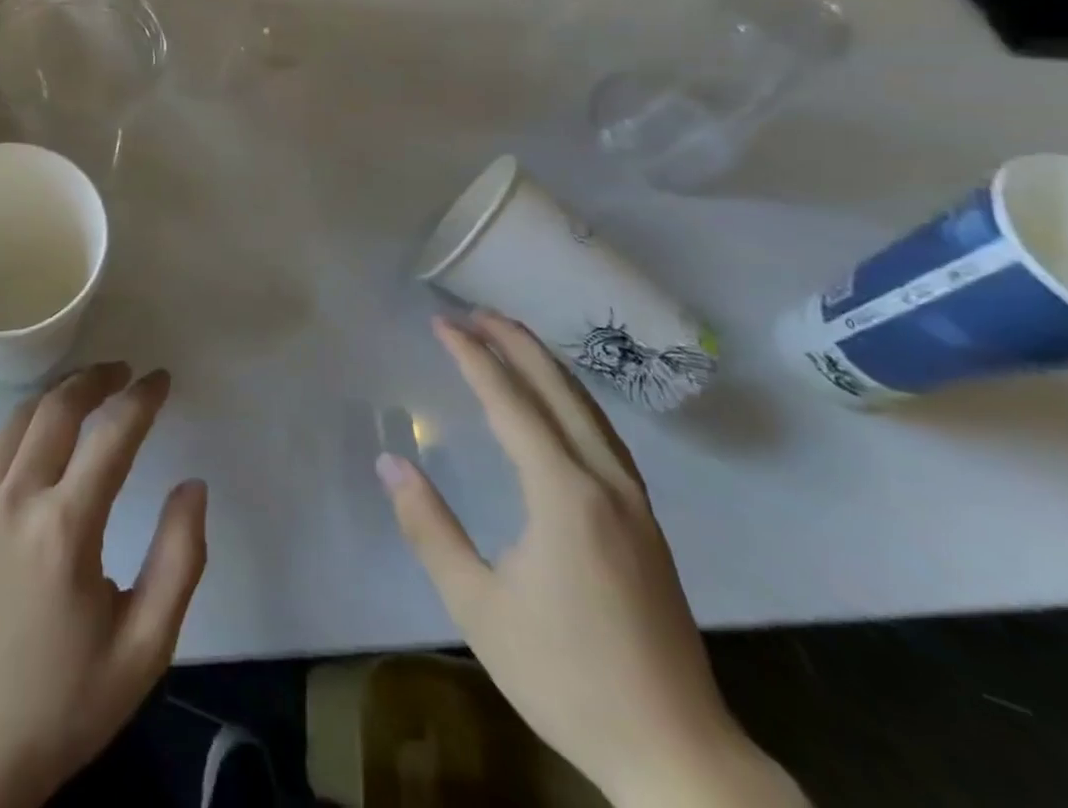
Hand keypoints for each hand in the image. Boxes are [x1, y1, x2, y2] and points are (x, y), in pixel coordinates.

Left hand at [0, 364, 206, 807]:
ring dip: (55, 395)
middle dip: (94, 378)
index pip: (112, 434)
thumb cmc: (64, 702)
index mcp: (66, 528)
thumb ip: (180, 561)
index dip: (142, 398)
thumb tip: (192, 486)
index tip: (162, 379)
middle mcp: (16, 501)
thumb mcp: (144, 648)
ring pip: (17, 420)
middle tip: (122, 371)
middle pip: (57, 408)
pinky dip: (17, 427)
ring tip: (85, 391)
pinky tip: (34, 436)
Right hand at [377, 312, 804, 807]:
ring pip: (590, 411)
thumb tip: (390, 462)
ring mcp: (635, 504)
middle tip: (477, 312)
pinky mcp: (647, 525)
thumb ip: (429, 527)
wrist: (677, 756)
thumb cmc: (566, 677)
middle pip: (560, 392)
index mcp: (564, 495)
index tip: (442, 323)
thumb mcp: (478, 606)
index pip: (511, 403)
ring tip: (513, 338)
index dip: (474, 357)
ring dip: (549, 367)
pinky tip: (560, 405)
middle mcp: (605, 484)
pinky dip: (574, 400)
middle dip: (517, 344)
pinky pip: (605, 436)